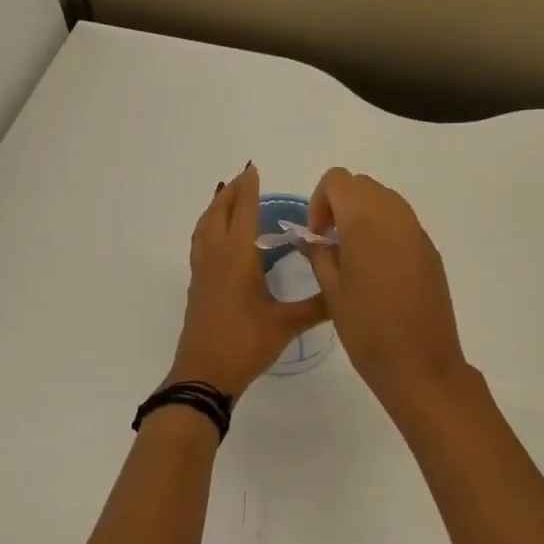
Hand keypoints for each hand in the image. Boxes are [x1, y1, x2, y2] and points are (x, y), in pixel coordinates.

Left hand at [167, 164, 328, 400]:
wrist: (204, 375)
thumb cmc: (245, 344)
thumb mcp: (286, 324)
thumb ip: (317, 306)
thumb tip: (345, 291)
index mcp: (237, 258)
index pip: (243, 213)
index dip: (249, 189)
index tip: (253, 168)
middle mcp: (216, 258)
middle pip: (218, 214)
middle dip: (230, 193)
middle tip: (243, 177)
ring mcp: (202, 273)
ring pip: (204, 228)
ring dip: (215, 208)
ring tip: (226, 198)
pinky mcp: (197, 288)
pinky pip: (200, 245)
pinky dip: (208, 230)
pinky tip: (217, 240)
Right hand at [305, 168, 470, 414]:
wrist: (420, 365)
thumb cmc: (367, 330)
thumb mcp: (332, 292)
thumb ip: (320, 255)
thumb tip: (315, 239)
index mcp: (366, 221)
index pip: (338, 180)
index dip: (320, 201)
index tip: (317, 236)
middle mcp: (396, 216)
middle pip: (363, 185)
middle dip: (340, 205)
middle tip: (330, 244)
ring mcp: (418, 233)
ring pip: (386, 201)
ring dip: (363, 216)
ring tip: (352, 258)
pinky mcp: (431, 252)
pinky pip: (403, 224)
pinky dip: (384, 232)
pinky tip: (378, 273)